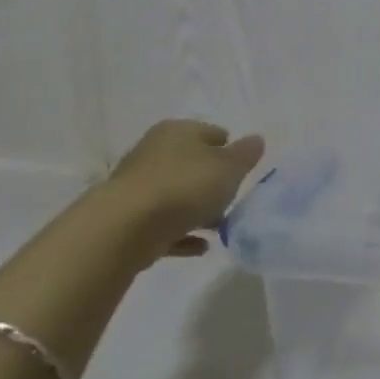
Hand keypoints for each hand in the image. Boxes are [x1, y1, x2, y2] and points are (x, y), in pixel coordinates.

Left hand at [106, 119, 265, 256]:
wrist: (123, 229)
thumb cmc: (185, 186)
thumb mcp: (230, 167)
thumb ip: (246, 154)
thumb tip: (256, 140)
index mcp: (178, 131)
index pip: (212, 133)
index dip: (231, 149)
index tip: (244, 170)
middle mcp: (153, 152)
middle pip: (192, 164)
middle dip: (213, 181)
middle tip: (232, 198)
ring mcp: (136, 186)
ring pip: (176, 194)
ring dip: (197, 209)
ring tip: (219, 227)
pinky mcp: (126, 219)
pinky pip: (163, 224)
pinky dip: (181, 233)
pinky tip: (200, 246)